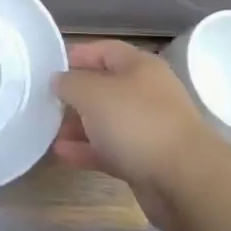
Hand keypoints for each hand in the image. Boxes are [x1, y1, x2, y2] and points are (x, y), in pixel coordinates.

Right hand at [54, 40, 219, 230]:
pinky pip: (111, 149)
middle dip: (76, 94)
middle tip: (46, 102)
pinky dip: (88, 150)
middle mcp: (146, 93)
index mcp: (140, 66)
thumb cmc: (137, 122)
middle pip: (105, 86)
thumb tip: (58, 80)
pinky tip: (62, 154)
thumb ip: (70, 83)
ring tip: (48, 130)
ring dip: (79, 125)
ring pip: (107, 121)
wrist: (185, 180)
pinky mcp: (146, 161)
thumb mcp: (94, 93)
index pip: (104, 50)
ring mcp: (148, 128)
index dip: (77, 55)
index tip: (49, 68)